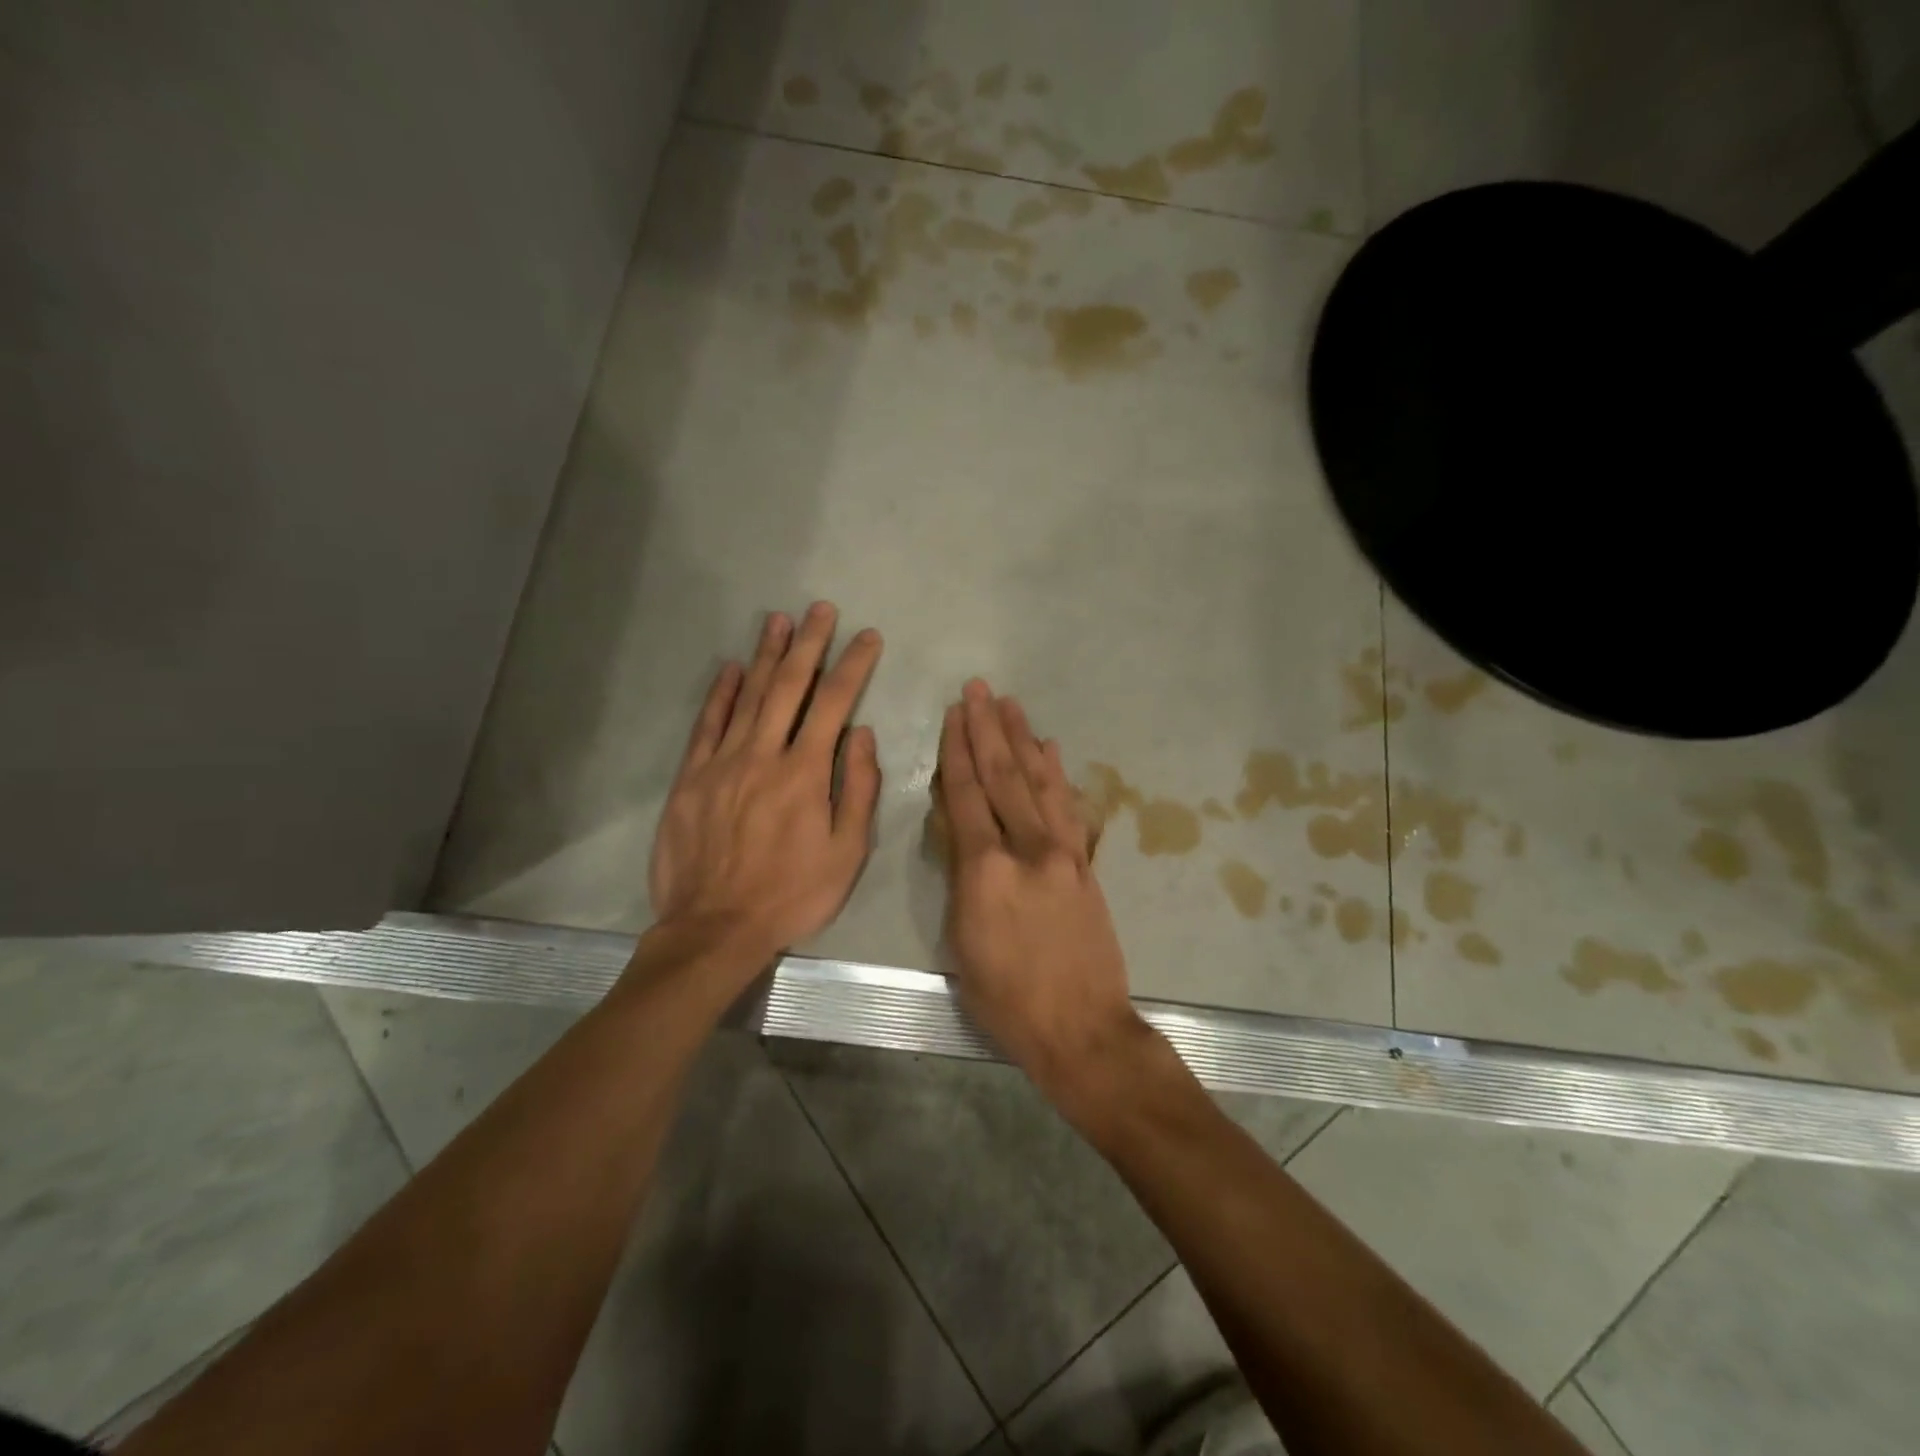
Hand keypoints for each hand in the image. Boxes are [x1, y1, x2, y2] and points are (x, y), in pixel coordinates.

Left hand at [647, 602, 882, 969]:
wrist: (715, 927)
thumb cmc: (792, 894)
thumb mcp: (847, 853)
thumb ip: (857, 789)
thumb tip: (861, 734)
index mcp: (805, 773)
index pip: (834, 703)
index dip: (853, 665)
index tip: (867, 636)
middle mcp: (763, 755)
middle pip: (789, 687)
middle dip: (809, 644)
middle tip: (820, 609)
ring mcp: (722, 763)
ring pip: (748, 696)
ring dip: (766, 655)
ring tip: (779, 620)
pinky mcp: (690, 778)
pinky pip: (707, 725)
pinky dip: (721, 694)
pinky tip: (733, 669)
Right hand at [937, 679, 1151, 1115]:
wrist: (1081, 1028)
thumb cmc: (1005, 998)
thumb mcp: (961, 942)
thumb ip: (961, 879)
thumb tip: (962, 835)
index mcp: (985, 871)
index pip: (967, 797)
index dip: (957, 752)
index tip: (953, 715)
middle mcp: (1027, 849)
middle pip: (1003, 777)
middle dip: (987, 729)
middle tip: (978, 689)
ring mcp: (1063, 853)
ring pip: (1038, 783)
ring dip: (1022, 739)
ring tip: (1010, 704)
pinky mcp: (1085, 864)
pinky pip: (1069, 808)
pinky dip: (1057, 774)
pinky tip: (1049, 749)